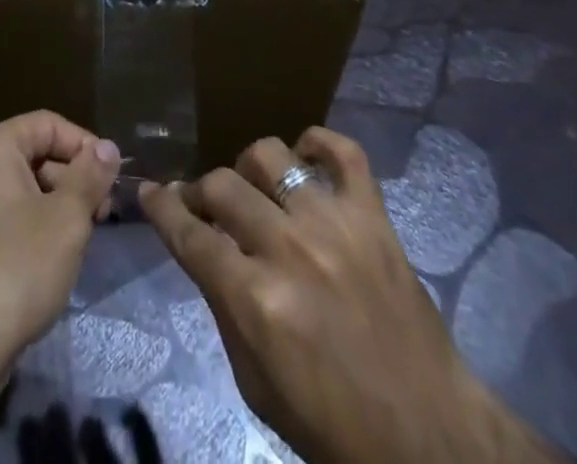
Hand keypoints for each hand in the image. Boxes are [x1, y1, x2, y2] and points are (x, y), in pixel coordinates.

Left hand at [0, 113, 118, 463]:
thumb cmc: (17, 269)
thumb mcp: (68, 219)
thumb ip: (90, 176)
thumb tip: (107, 147)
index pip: (46, 124)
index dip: (83, 144)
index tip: (109, 176)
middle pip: (30, 154)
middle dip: (70, 177)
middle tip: (100, 211)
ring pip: (16, 188)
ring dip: (52, 203)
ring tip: (79, 237)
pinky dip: (27, 224)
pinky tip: (47, 257)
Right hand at [142, 129, 562, 463]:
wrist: (427, 437)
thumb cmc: (333, 425)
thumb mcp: (256, 384)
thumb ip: (223, 307)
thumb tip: (203, 251)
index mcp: (254, 299)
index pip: (189, 234)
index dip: (162, 208)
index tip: (148, 191)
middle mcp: (288, 248)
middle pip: (222, 186)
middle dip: (200, 191)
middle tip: (201, 204)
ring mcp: (333, 223)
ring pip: (270, 156)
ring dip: (250, 168)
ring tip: (254, 187)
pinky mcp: (373, 215)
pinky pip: (343, 151)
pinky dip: (319, 142)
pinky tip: (305, 154)